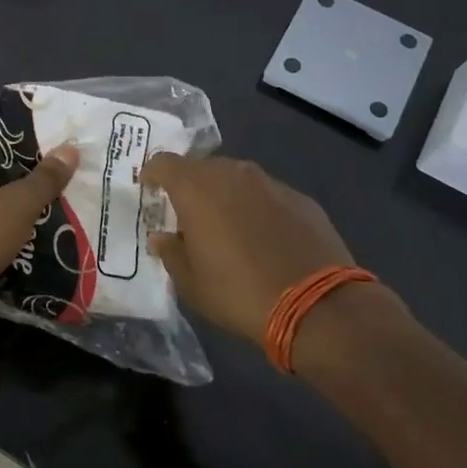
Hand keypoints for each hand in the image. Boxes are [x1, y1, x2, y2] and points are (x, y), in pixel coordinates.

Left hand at [0, 138, 80, 335]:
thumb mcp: (18, 204)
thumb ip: (45, 178)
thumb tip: (71, 148)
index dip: (20, 146)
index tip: (52, 153)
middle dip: (28, 184)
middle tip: (64, 185)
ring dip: (22, 216)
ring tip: (62, 214)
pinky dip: (12, 242)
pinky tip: (43, 246)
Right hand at [143, 153, 394, 344]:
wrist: (316, 304)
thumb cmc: (238, 292)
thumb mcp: (190, 283)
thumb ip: (171, 253)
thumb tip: (164, 238)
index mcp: (196, 188)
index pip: (163, 162)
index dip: (153, 174)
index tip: (150, 191)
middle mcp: (232, 174)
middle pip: (202, 168)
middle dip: (191, 186)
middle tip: (189, 216)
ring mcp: (270, 183)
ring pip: (237, 179)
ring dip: (226, 196)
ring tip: (228, 227)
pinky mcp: (301, 198)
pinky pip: (267, 195)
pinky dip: (258, 209)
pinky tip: (265, 239)